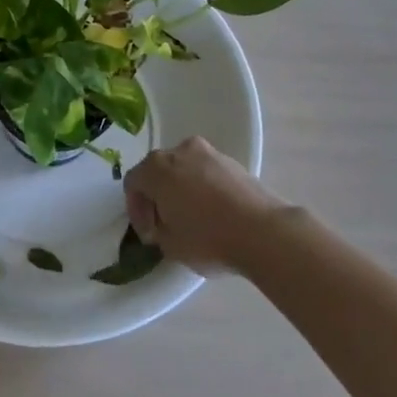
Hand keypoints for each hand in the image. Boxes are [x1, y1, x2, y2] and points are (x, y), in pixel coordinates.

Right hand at [123, 136, 302, 271]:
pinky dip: (203, 187)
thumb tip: (163, 224)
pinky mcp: (233, 161)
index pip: (134, 183)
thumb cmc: (208, 238)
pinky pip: (206, 172)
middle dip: (157, 196)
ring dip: (180, 189)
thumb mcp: (170, 245)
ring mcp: (209, 152)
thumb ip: (157, 230)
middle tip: (164, 224)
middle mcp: (180, 151)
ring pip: (184, 169)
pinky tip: (212, 212)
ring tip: (191, 218)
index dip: (136, 210)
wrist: (263, 231)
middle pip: (158, 170)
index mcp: (157, 168)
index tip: (149, 234)